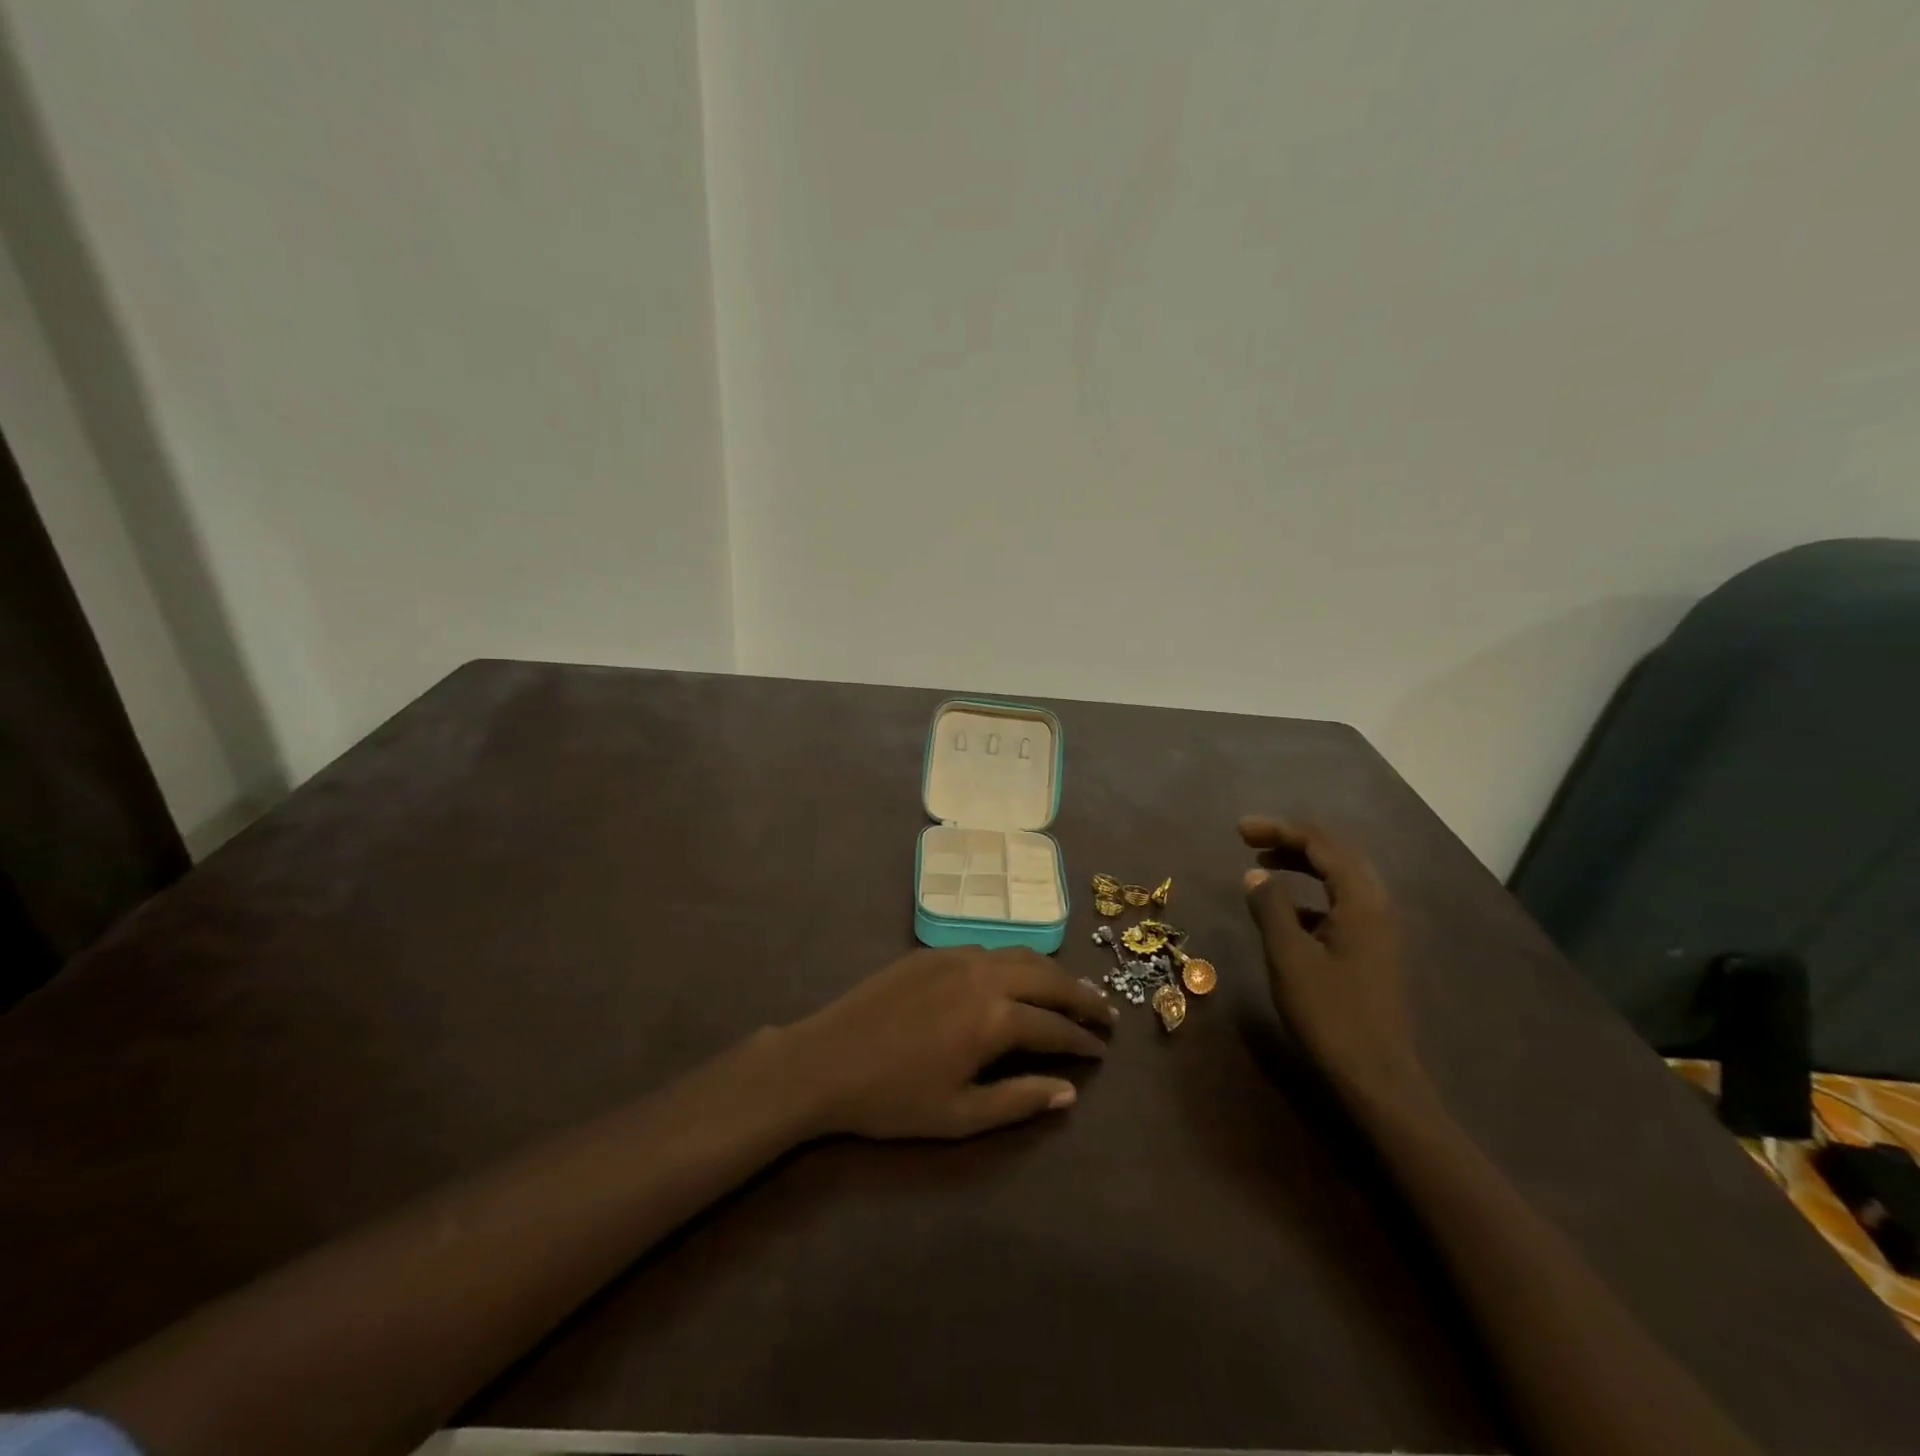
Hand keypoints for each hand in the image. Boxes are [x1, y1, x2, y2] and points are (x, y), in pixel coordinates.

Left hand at [777, 947, 1114, 1139]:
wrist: (825, 1060)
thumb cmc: (892, 1099)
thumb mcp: (959, 1115)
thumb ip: (1019, 1100)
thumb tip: (1069, 1091)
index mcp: (994, 1018)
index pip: (1055, 1027)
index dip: (1083, 1041)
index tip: (1103, 1052)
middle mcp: (984, 975)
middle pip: (1048, 978)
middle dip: (1082, 997)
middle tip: (1105, 1015)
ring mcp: (957, 957)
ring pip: (1021, 955)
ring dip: (1052, 973)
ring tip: (1072, 992)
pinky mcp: (933, 951)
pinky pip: (989, 950)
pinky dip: (1016, 964)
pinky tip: (1018, 979)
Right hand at [1239, 817, 1422, 1098]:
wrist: (1377, 1079)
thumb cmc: (1331, 1015)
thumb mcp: (1289, 957)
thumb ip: (1271, 909)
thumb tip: (1255, 875)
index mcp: (1361, 901)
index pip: (1322, 844)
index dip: (1280, 830)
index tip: (1239, 831)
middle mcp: (1376, 907)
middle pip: (1336, 854)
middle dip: (1292, 840)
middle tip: (1249, 840)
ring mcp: (1377, 931)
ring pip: (1339, 879)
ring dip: (1301, 865)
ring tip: (1262, 866)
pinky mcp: (1371, 952)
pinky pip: (1339, 904)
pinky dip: (1310, 895)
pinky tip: (1285, 912)